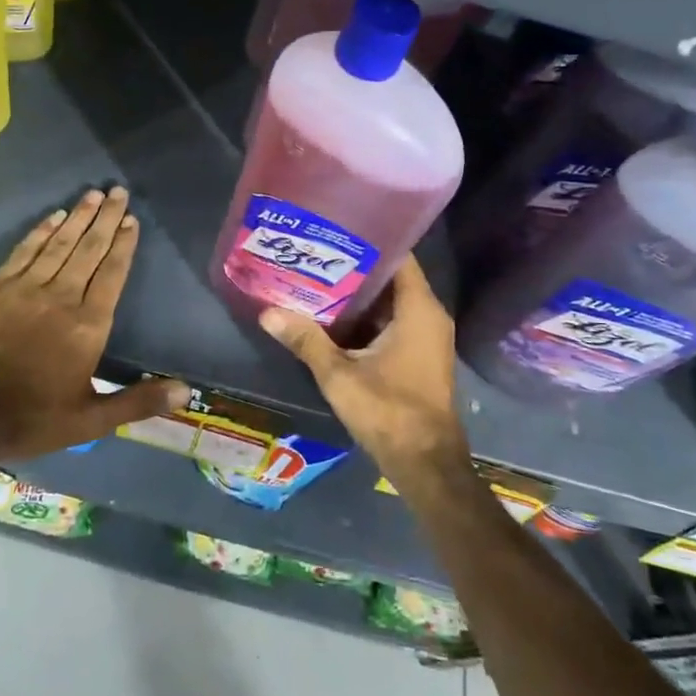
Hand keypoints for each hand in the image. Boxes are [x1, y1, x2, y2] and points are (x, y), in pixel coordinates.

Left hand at [0, 186, 190, 458]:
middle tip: (118, 191)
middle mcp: (61, 298)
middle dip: (106, 219)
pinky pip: (24, 251)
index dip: (123, 245)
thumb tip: (185, 392)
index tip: (132, 220)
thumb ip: (138, 401)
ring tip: (93, 194)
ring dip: (78, 217)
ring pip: (58, 244)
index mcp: (87, 326)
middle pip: (89, 250)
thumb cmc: (30, 419)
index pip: (112, 274)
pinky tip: (53, 216)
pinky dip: (41, 231)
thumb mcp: (90, 420)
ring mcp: (24, 289)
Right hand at [257, 255, 470, 487]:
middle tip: (315, 253)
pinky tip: (332, 315)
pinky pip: (392, 321)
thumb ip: (306, 340)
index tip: (333, 231)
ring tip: (316, 276)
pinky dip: (366, 316)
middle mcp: (428, 315)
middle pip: (390, 277)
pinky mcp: (419, 354)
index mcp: (418, 309)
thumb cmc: (389, 411)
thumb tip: (267, 312)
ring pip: (390, 301)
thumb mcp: (339, 374)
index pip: (398, 256)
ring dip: (358, 293)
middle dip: (354, 266)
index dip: (367, 241)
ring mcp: (426, 336)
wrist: (426, 464)